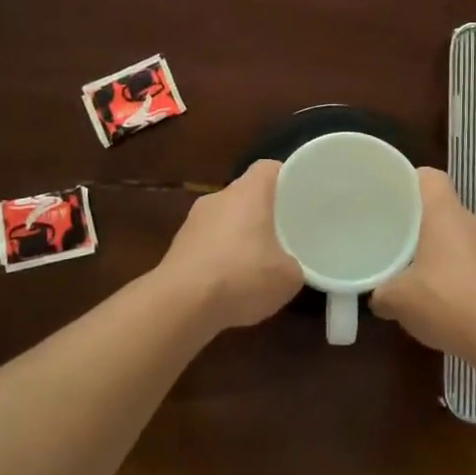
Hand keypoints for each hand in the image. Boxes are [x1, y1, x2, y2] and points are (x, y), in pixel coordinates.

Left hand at [157, 159, 303, 331]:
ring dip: (239, 237)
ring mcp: (192, 222)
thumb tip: (289, 266)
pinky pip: (207, 244)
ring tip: (256, 265)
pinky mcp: (176, 248)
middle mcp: (218, 198)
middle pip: (246, 195)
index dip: (285, 179)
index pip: (269, 168)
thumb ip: (294, 264)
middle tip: (283, 234)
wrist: (180, 306)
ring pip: (224, 220)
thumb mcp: (288, 277)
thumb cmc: (241, 277)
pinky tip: (229, 286)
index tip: (299, 197)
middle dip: (263, 212)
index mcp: (248, 192)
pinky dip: (219, 258)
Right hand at [370, 168, 475, 358]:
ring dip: (442, 253)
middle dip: (422, 226)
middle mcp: (473, 222)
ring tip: (419, 277)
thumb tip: (376, 296)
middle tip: (398, 243)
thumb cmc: (446, 300)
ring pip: (461, 239)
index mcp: (446, 213)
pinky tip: (445, 303)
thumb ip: (381, 292)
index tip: (392, 198)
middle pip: (445, 210)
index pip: (430, 178)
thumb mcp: (398, 299)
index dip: (410, 182)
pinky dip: (460, 277)